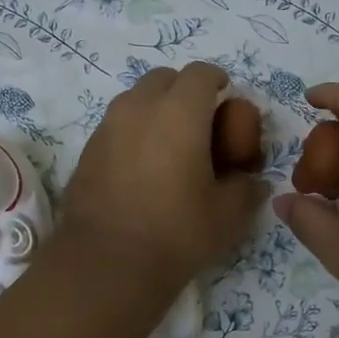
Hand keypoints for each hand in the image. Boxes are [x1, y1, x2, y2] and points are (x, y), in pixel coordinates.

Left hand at [53, 62, 267, 295]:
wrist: (106, 264)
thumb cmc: (176, 233)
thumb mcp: (228, 215)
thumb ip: (246, 188)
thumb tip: (251, 181)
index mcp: (179, 112)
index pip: (201, 73)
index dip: (217, 81)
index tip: (226, 98)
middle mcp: (139, 108)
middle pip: (164, 78)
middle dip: (184, 90)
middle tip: (199, 122)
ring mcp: (107, 127)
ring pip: (135, 99)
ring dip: (156, 109)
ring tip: (170, 145)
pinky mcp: (87, 151)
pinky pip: (116, 125)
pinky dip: (133, 132)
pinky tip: (142, 167)